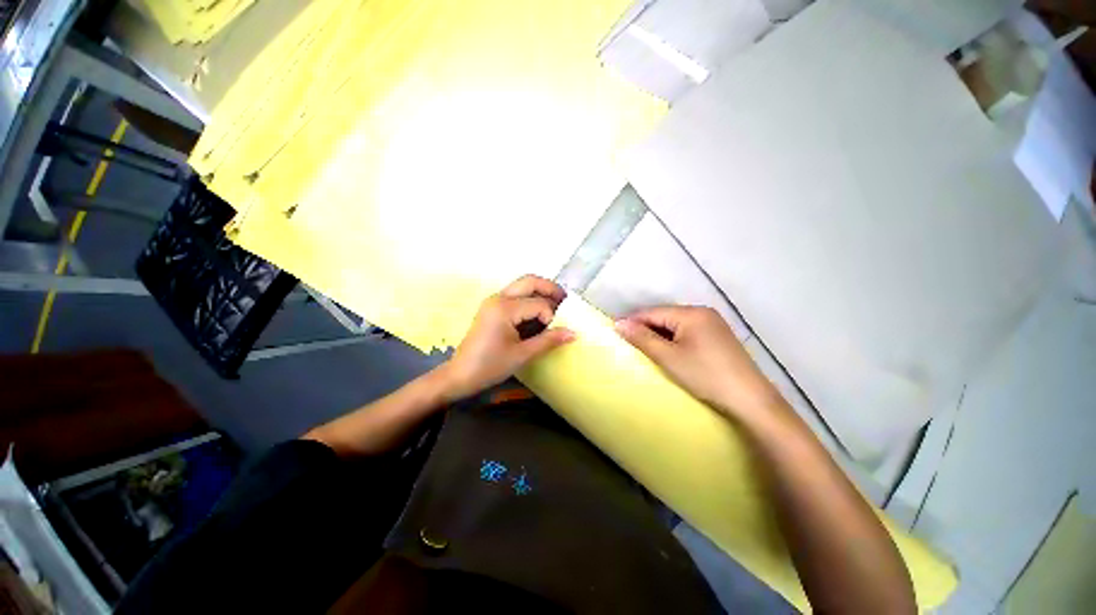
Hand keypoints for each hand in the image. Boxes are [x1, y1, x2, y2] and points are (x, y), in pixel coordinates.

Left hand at [441, 275, 575, 400]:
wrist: (460, 375)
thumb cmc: (490, 366)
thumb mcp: (522, 354)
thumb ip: (548, 340)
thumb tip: (573, 333)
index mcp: (504, 308)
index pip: (538, 304)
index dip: (551, 316)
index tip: (555, 331)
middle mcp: (498, 298)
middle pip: (530, 281)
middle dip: (550, 288)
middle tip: (565, 301)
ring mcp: (494, 300)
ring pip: (522, 285)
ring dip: (540, 291)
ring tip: (556, 305)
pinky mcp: (492, 307)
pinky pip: (515, 295)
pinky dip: (530, 298)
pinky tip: (539, 312)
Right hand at [615, 306, 778, 418]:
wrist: (750, 399)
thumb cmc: (705, 375)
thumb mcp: (668, 357)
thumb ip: (642, 338)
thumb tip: (618, 323)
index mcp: (691, 313)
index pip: (653, 312)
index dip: (633, 321)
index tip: (615, 331)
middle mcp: (703, 312)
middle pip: (664, 316)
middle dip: (645, 328)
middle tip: (628, 342)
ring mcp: (713, 324)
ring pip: (676, 324)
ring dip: (659, 334)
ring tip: (644, 347)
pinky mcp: (718, 336)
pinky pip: (688, 331)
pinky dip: (674, 339)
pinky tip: (668, 350)